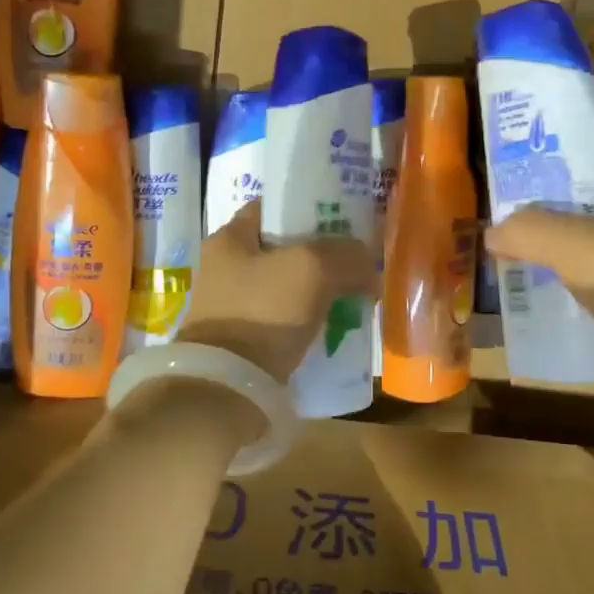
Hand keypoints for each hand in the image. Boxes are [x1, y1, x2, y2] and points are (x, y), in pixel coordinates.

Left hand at [178, 199, 376, 382]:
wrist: (228, 386)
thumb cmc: (263, 311)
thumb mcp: (312, 269)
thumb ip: (346, 255)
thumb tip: (368, 262)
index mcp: (229, 238)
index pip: (273, 207)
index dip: (310, 207)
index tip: (344, 219)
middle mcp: (225, 267)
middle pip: (285, 248)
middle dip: (323, 254)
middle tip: (357, 261)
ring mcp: (232, 305)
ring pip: (288, 285)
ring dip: (319, 290)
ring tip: (355, 295)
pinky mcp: (243, 339)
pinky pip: (285, 318)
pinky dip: (309, 319)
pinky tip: (336, 325)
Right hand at [483, 169, 593, 334]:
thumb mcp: (570, 240)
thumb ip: (528, 229)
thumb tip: (492, 233)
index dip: (578, 159)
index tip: (536, 162)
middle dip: (558, 212)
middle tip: (513, 211)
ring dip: (561, 258)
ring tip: (516, 254)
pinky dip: (569, 297)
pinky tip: (536, 299)